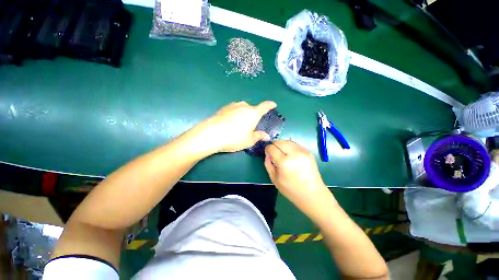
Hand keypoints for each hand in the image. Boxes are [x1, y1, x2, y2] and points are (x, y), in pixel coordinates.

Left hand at [199, 101, 276, 152]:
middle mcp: (244, 106)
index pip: (265, 106)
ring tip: (240, 125)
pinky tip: (231, 123)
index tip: (273, 104)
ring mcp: (233, 106)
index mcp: (253, 113)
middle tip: (252, 125)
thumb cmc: (234, 137)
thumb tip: (267, 136)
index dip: (270, 105)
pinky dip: (235, 114)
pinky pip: (234, 110)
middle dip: (254, 115)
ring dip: (244, 114)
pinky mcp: (223, 108)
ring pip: (242, 108)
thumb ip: (259, 136)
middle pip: (252, 108)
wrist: (212, 133)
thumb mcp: (249, 140)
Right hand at [264, 140, 332, 216]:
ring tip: (281, 152)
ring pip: (287, 141)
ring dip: (281, 144)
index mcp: (284, 162)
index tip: (267, 153)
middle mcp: (294, 154)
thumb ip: (268, 163)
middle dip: (274, 145)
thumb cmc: (291, 189)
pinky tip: (289, 154)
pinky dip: (289, 146)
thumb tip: (267, 153)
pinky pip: (295, 144)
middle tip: (273, 152)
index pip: (272, 148)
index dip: (267, 149)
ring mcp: (303, 151)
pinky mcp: (308, 152)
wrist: (312, 194)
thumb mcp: (274, 178)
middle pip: (280, 141)